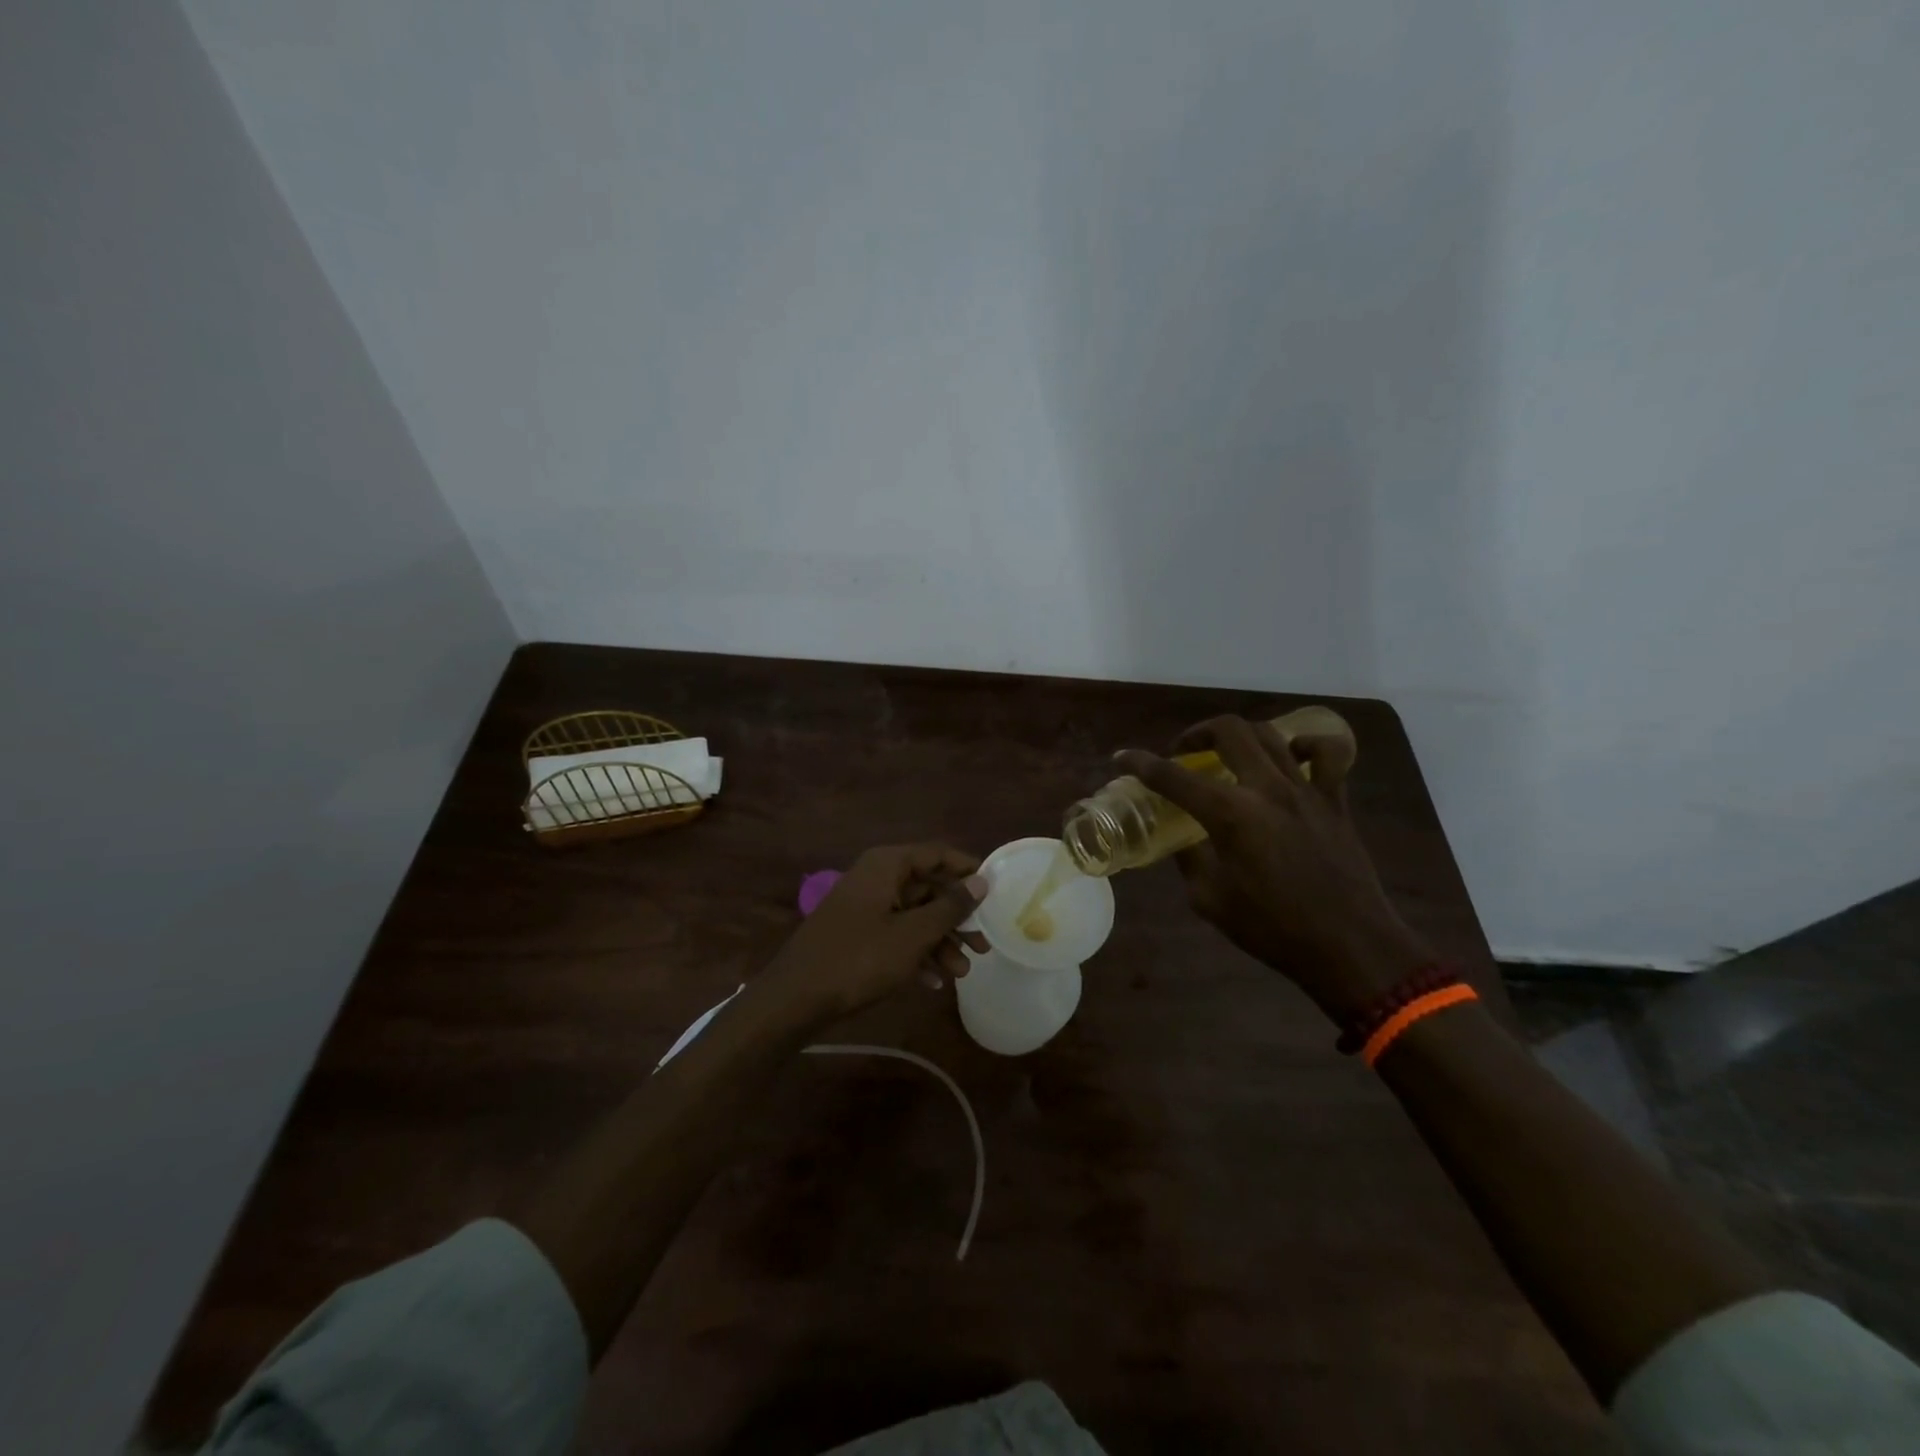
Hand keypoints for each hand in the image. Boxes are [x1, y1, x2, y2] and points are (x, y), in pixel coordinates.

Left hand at [760, 843, 987, 1024]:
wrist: (796, 999)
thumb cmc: (859, 958)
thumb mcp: (913, 934)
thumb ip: (950, 907)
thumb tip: (982, 881)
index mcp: (886, 866)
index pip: (936, 854)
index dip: (967, 869)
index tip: (996, 890)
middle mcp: (875, 879)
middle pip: (927, 888)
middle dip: (957, 918)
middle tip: (984, 944)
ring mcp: (864, 908)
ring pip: (913, 916)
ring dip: (940, 942)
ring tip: (963, 972)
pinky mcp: (856, 935)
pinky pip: (896, 935)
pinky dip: (916, 954)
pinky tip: (934, 982)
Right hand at [1116, 717, 1429, 1021]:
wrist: (1349, 947)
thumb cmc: (1274, 929)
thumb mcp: (1211, 900)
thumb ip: (1192, 860)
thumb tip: (1184, 840)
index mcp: (1230, 815)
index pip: (1172, 776)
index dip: (1140, 763)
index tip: (1122, 757)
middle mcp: (1267, 789)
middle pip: (1228, 732)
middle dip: (1197, 733)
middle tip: (1184, 752)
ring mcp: (1306, 790)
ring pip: (1271, 734)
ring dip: (1241, 736)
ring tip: (1228, 752)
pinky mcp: (1335, 800)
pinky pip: (1328, 755)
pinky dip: (1308, 746)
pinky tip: (1293, 758)